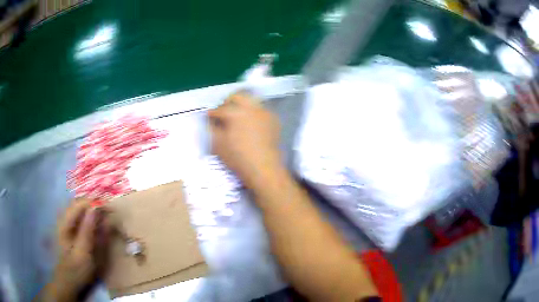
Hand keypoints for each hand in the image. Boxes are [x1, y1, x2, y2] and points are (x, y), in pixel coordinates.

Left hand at [38, 200, 112, 301]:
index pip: (80, 203)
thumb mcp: (83, 253)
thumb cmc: (76, 269)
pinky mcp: (70, 230)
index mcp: (65, 222)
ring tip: (106, 219)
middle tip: (110, 214)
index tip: (110, 209)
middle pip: (80, 203)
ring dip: (93, 212)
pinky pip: (81, 218)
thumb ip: (88, 230)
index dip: (94, 203)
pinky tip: (97, 225)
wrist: (69, 281)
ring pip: (81, 209)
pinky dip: (91, 219)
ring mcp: (67, 223)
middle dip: (95, 205)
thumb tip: (95, 208)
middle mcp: (64, 218)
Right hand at [209, 91, 282, 188]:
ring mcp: (264, 112)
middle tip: (223, 112)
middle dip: (228, 102)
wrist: (264, 167)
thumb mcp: (218, 144)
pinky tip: (250, 123)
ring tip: (237, 116)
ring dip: (241, 105)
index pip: (220, 109)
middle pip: (237, 96)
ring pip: (251, 100)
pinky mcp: (273, 119)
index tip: (209, 117)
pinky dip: (253, 112)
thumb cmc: (238, 157)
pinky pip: (261, 109)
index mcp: (235, 112)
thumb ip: (212, 128)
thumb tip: (212, 120)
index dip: (212, 114)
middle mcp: (251, 107)